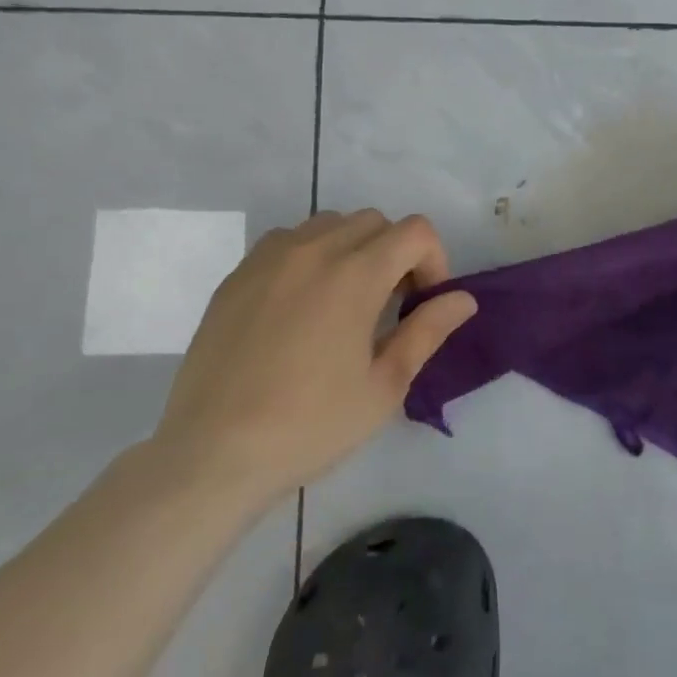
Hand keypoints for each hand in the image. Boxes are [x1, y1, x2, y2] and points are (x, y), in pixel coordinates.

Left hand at [151, 210, 476, 507]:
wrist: (212, 454)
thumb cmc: (310, 425)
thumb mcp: (384, 386)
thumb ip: (427, 331)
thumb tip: (464, 299)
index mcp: (355, 275)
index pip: (415, 231)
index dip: (434, 261)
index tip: (422, 304)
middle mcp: (313, 251)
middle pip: (375, 221)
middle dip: (396, 253)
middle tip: (389, 306)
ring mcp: (268, 259)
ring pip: (329, 224)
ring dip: (353, 249)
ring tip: (345, 302)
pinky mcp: (236, 276)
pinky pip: (287, 241)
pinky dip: (310, 256)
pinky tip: (301, 306)